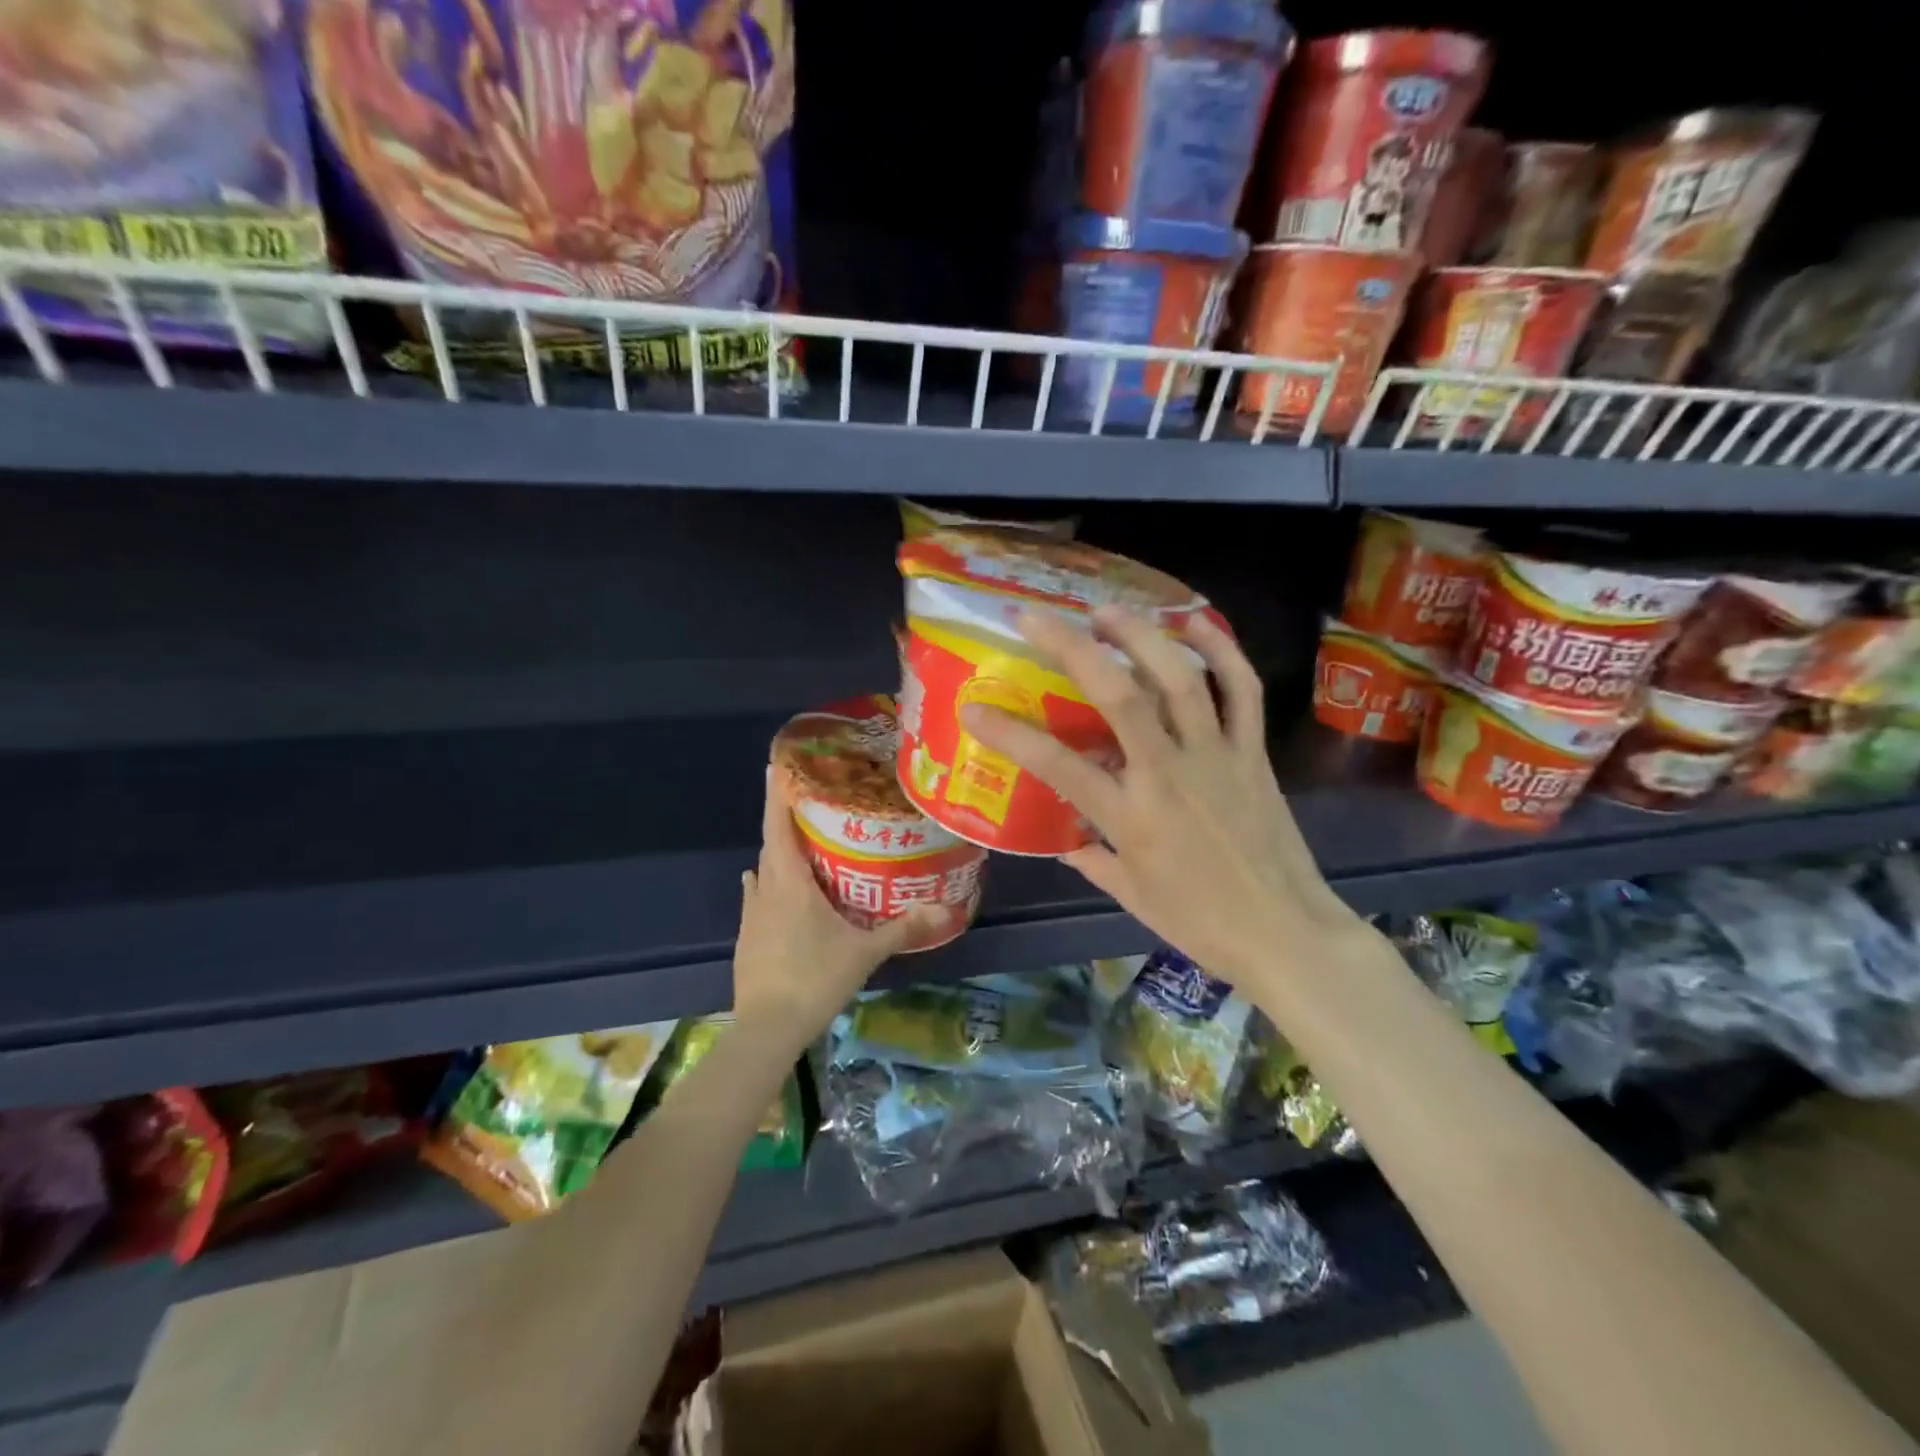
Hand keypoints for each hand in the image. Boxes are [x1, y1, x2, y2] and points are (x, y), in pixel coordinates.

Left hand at [733, 768, 949, 1044]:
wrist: (766, 1029)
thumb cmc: (815, 978)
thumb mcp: (865, 952)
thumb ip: (904, 927)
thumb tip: (946, 909)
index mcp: (789, 881)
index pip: (778, 824)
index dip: (777, 793)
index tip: (778, 764)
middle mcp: (764, 889)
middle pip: (771, 843)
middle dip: (787, 820)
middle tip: (813, 803)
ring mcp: (750, 914)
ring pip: (763, 870)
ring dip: (779, 854)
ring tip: (804, 844)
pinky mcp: (746, 937)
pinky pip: (757, 896)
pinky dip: (769, 884)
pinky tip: (777, 889)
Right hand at [961, 607, 1374, 990]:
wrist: (1285, 933)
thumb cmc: (1200, 922)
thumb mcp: (1132, 896)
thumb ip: (1093, 859)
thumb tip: (1067, 840)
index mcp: (1130, 816)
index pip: (1056, 764)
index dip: (1008, 733)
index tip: (973, 708)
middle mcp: (1168, 773)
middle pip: (1118, 695)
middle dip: (1072, 647)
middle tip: (1038, 618)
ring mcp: (1216, 756)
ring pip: (1179, 678)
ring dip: (1140, 635)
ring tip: (1107, 611)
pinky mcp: (1254, 753)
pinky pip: (1243, 689)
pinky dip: (1222, 651)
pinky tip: (1195, 624)